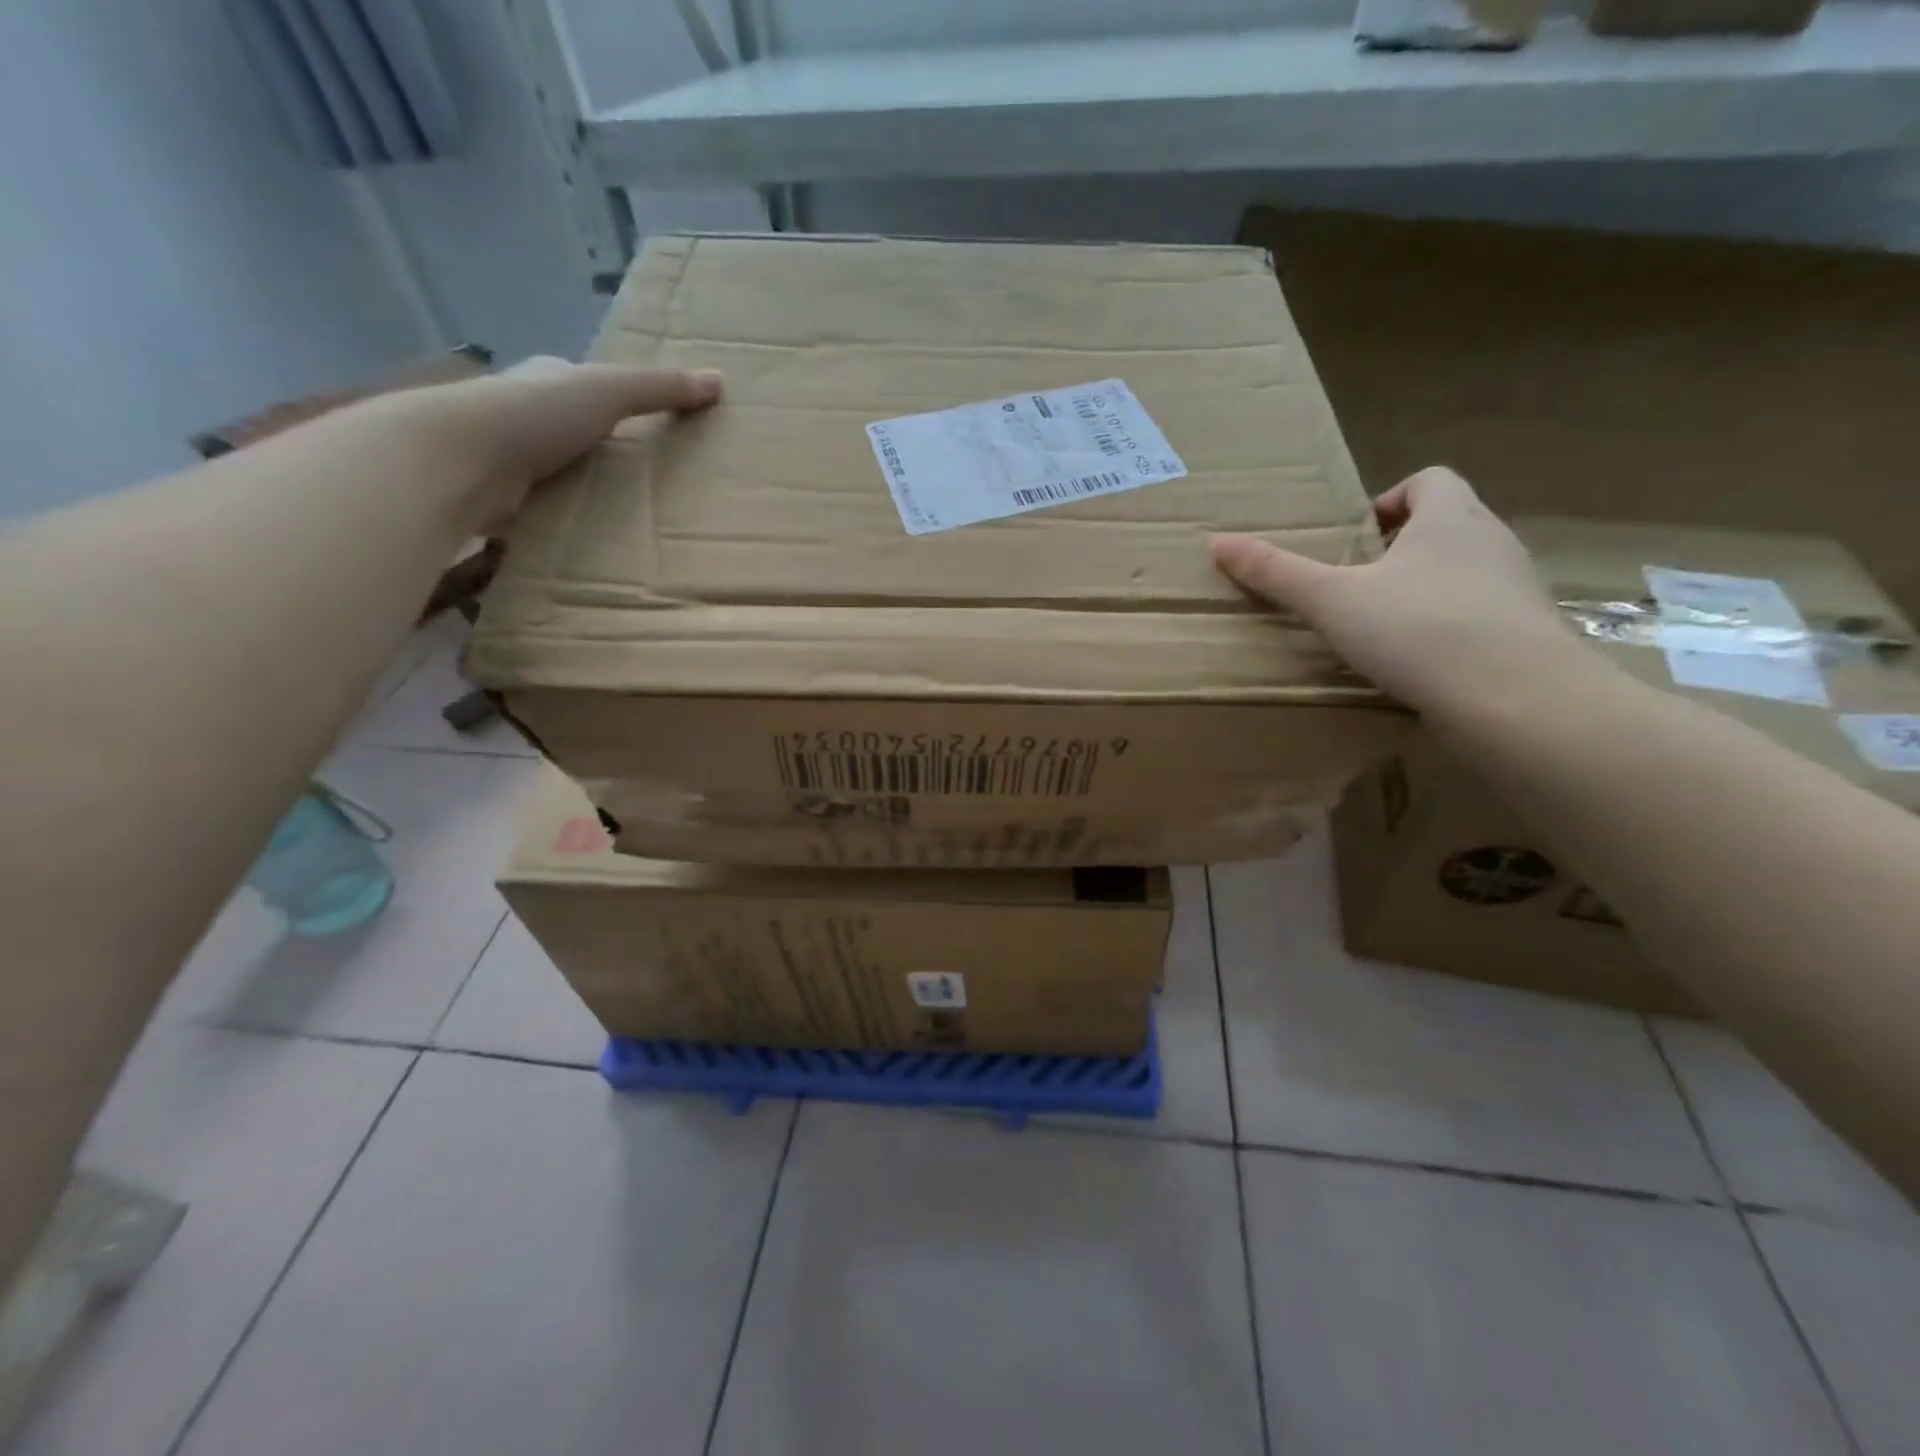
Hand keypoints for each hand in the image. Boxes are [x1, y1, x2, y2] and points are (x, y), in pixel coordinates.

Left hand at [376, 356, 722, 530]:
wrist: (459, 460)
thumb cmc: (534, 414)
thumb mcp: (608, 392)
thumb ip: (660, 389)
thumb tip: (720, 380)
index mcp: (548, 380)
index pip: (586, 386)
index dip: (617, 400)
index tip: (650, 427)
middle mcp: (523, 414)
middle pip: (574, 432)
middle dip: (602, 451)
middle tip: (649, 481)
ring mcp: (507, 458)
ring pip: (557, 473)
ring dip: (582, 490)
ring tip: (628, 518)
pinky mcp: (499, 500)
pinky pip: (542, 509)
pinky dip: (562, 520)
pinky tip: (589, 539)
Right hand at [1210, 466, 1577, 714]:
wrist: (1517, 700)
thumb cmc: (1419, 630)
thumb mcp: (1332, 601)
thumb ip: (1277, 573)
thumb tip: (1218, 542)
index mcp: (1451, 519)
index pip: (1430, 480)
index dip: (1391, 499)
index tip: (1356, 535)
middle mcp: (1492, 543)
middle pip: (1448, 525)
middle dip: (1401, 548)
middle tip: (1356, 584)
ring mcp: (1517, 591)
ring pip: (1466, 573)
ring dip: (1425, 590)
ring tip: (1382, 627)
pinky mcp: (1526, 636)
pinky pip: (1481, 618)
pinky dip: (1448, 630)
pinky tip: (1418, 665)